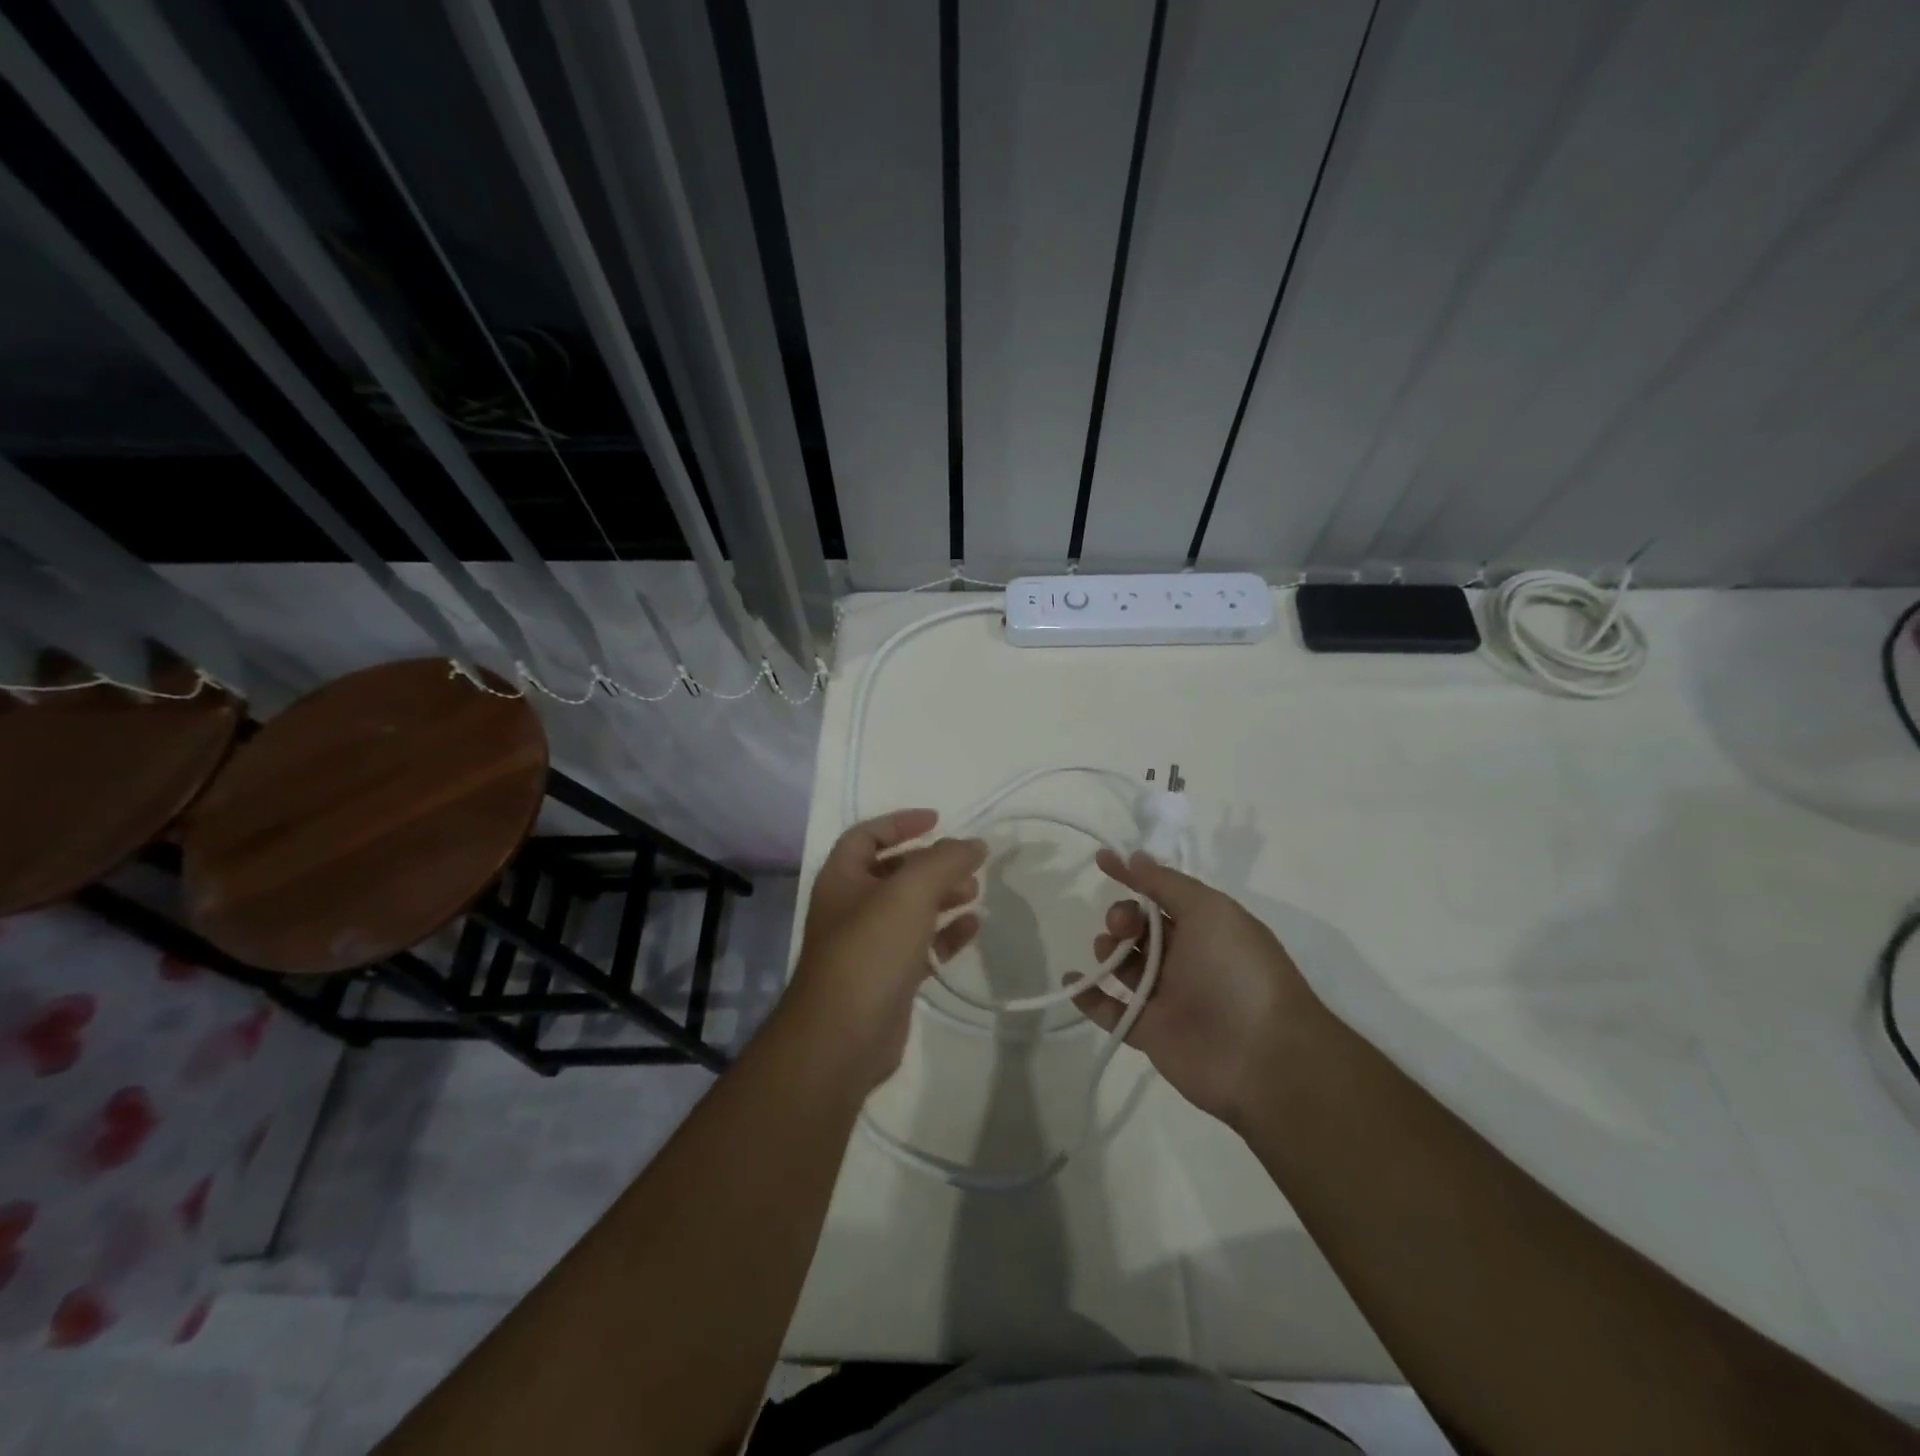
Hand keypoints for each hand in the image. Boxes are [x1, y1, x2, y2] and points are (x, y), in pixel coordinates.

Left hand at [789, 810, 986, 1086]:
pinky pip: (921, 945)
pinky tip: (973, 928)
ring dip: (942, 896)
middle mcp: (851, 907)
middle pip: (893, 872)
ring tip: (975, 892)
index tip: (938, 820)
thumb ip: (945, 861)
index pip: (867, 835)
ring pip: (910, 909)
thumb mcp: (910, 892)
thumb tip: (974, 844)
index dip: (900, 823)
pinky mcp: (888, 978)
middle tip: (967, 864)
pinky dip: (946, 933)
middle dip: (931, 864)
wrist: (843, 1037)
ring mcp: (869, 945)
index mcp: (842, 878)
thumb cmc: (870, 950)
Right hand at [1071, 850, 1319, 1129]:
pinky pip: (1112, 1010)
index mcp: (1205, 927)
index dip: (1132, 875)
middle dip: (1122, 917)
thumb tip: (1135, 857)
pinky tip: (1072, 980)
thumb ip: (1167, 883)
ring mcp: (1167, 996)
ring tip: (1107, 951)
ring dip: (1107, 949)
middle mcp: (1186, 958)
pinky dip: (1088, 995)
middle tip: (1124, 926)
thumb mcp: (1209, 910)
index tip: (1101, 860)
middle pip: (1139, 928)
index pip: (1161, 893)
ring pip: (1124, 964)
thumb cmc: (1238, 970)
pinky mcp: (1150, 1032)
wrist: (1262, 1056)